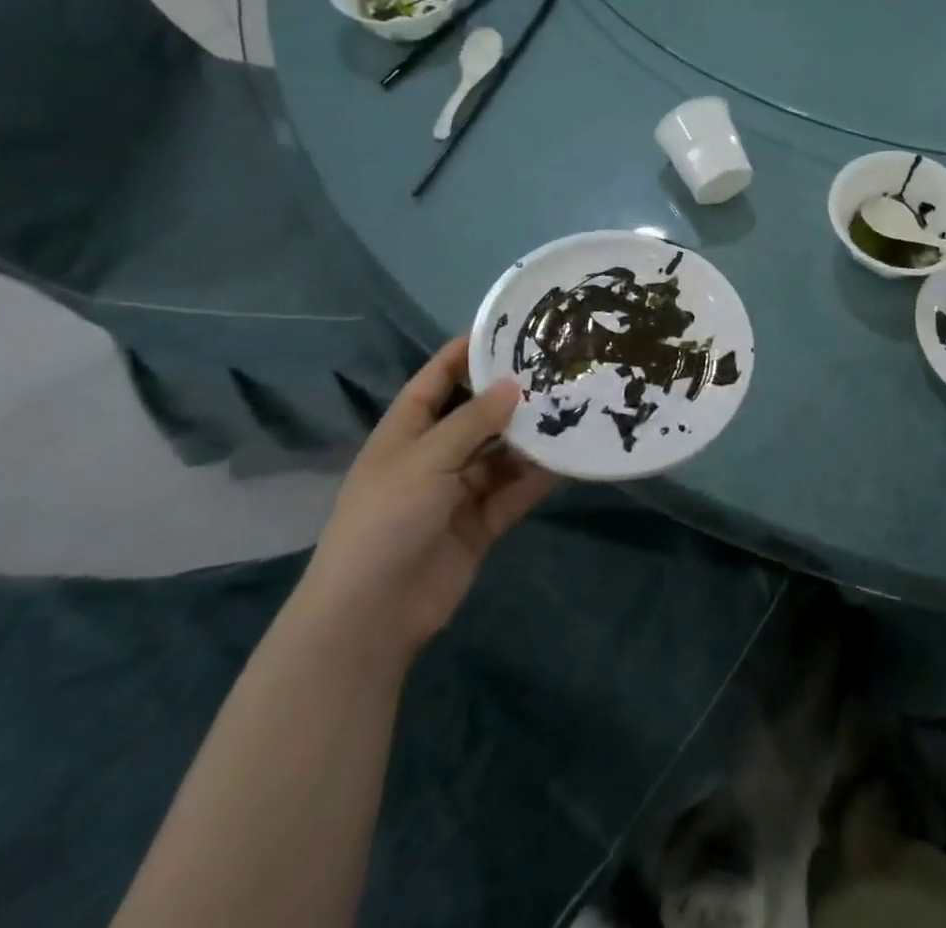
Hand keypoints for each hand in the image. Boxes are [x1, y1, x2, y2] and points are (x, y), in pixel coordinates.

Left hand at [295, 338, 554, 661]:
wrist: (371, 616)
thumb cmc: (387, 520)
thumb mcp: (427, 460)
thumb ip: (473, 422)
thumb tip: (513, 384)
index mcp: (406, 431)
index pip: (438, 378)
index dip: (467, 352)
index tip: (510, 328)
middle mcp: (433, 455)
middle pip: (477, 414)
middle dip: (512, 395)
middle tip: (559, 369)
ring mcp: (457, 492)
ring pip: (501, 454)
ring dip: (531, 437)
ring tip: (574, 409)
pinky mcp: (480, 524)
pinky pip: (513, 491)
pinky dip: (537, 478)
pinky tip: (569, 459)